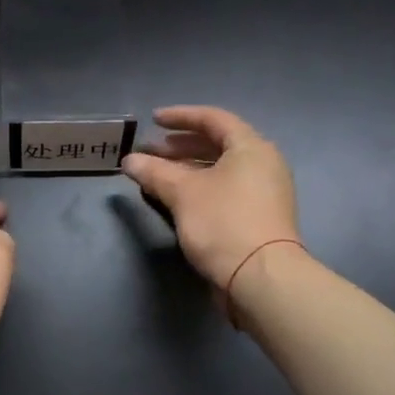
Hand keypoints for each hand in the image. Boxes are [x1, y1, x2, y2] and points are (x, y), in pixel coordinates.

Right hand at [122, 107, 300, 290]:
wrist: (261, 278)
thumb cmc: (223, 223)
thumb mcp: (183, 193)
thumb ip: (155, 172)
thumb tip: (129, 160)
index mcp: (251, 147)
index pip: (213, 119)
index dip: (181, 116)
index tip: (153, 120)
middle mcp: (263, 164)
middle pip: (218, 144)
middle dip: (180, 146)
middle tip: (151, 151)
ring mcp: (264, 193)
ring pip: (220, 170)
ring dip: (187, 169)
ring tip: (157, 175)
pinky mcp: (259, 218)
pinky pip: (225, 190)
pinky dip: (200, 187)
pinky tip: (177, 199)